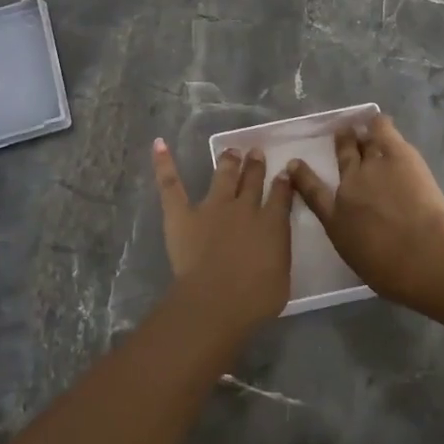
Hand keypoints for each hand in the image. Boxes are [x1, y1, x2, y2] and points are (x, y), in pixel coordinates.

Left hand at [152, 139, 294, 331]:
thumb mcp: (281, 277)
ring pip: (223, 176)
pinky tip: (159, 144)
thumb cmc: (255, 299)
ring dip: (228, 162)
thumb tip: (273, 247)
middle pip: (252, 181)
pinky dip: (164, 164)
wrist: (217, 299)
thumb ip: (278, 255)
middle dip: (255, 166)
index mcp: (272, 224)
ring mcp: (212, 207)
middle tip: (256, 153)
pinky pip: (171, 184)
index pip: (280, 196)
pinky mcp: (182, 214)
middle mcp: (244, 208)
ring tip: (231, 152)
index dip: (283, 183)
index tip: (284, 173)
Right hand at [286, 115, 443, 306]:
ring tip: (361, 126)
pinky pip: (382, 129)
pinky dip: (378, 122)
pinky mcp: (398, 154)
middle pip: (343, 158)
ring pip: (364, 141)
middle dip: (342, 144)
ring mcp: (372, 166)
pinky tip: (377, 119)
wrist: (418, 253)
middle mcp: (349, 184)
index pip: (312, 191)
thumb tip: (355, 236)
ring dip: (361, 133)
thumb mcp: (357, 257)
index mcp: (336, 215)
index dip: (302, 176)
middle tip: (342, 134)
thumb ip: (353, 241)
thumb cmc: (388, 268)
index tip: (294, 165)